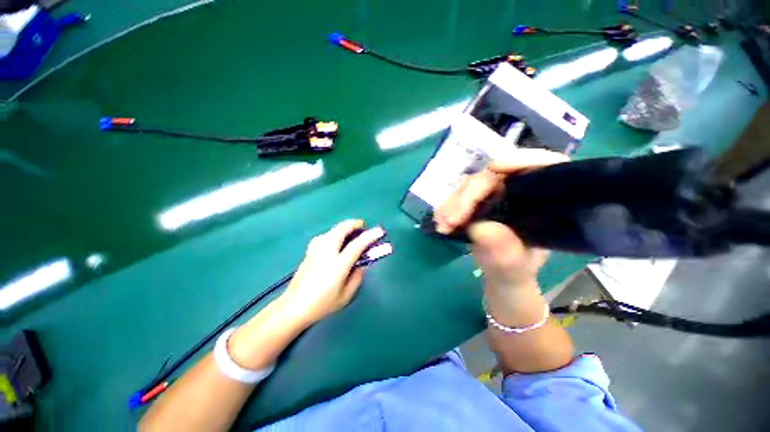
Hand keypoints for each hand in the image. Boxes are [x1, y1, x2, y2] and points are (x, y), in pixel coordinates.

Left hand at [280, 220, 384, 324]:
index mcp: (338, 264)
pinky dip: (333, 233)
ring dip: (343, 227)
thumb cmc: (322, 304)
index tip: (379, 231)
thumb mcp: (346, 296)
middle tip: (362, 226)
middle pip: (341, 229)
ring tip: (350, 232)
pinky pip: (323, 236)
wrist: (294, 307)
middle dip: (354, 224)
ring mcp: (316, 250)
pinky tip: (333, 240)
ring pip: (331, 230)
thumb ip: (357, 277)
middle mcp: (327, 252)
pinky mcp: (309, 252)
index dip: (370, 236)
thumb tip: (361, 265)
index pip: (357, 244)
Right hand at [434, 149, 568, 289]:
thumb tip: (480, 227)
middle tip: (451, 220)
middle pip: (493, 176)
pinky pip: (459, 196)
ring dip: (453, 203)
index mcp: (543, 199)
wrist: (499, 272)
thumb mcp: (514, 264)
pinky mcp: (477, 199)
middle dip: (468, 195)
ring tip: (443, 225)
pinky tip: (441, 222)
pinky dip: (447, 207)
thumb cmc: (515, 268)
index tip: (496, 168)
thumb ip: (503, 250)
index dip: (521, 159)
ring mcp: (495, 193)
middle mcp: (518, 190)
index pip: (543, 166)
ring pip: (471, 185)